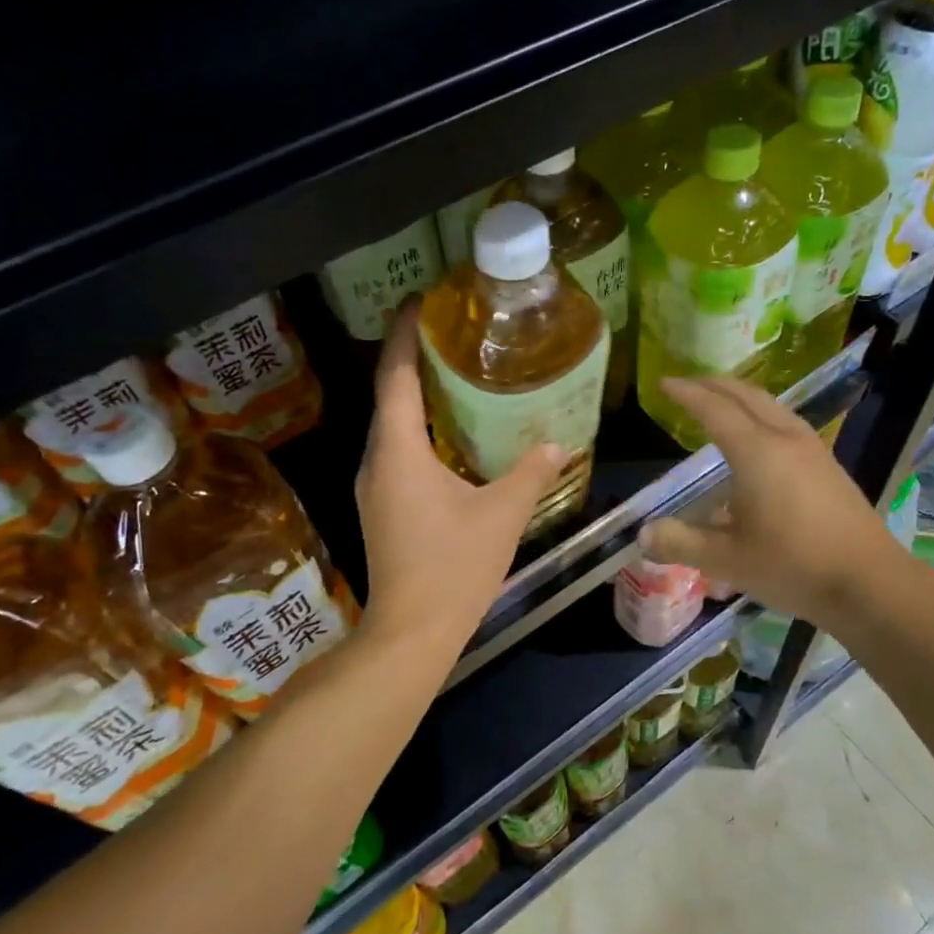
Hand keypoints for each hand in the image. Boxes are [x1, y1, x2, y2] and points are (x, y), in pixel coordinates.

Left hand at [354, 306, 562, 662]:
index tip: (420, 301)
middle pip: (390, 395)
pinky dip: (421, 431)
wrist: (411, 633)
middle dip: (414, 359)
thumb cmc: (453, 568)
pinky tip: (453, 435)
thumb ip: (531, 474)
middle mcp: (377, 461)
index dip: (404, 335)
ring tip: (456, 374)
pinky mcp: (382, 508)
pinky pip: (398, 452)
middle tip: (452, 332)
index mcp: (398, 451)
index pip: (395, 376)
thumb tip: (559, 444)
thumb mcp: (502, 516)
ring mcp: (375, 486)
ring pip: (393, 426)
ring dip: (418, 396)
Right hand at [638, 376, 906, 632]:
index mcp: (757, 452)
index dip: (687, 394)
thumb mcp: (727, 560)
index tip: (664, 383)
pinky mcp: (828, 466)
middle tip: (688, 385)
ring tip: (720, 405)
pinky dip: (761, 416)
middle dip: (714, 385)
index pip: (714, 410)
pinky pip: (786, 423)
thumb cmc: (793, 566)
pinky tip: (758, 442)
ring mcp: (813, 450)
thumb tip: (643, 535)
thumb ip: (681, 543)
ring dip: (741, 398)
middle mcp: (785, 439)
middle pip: (746, 395)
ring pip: (772, 406)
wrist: (869, 582)